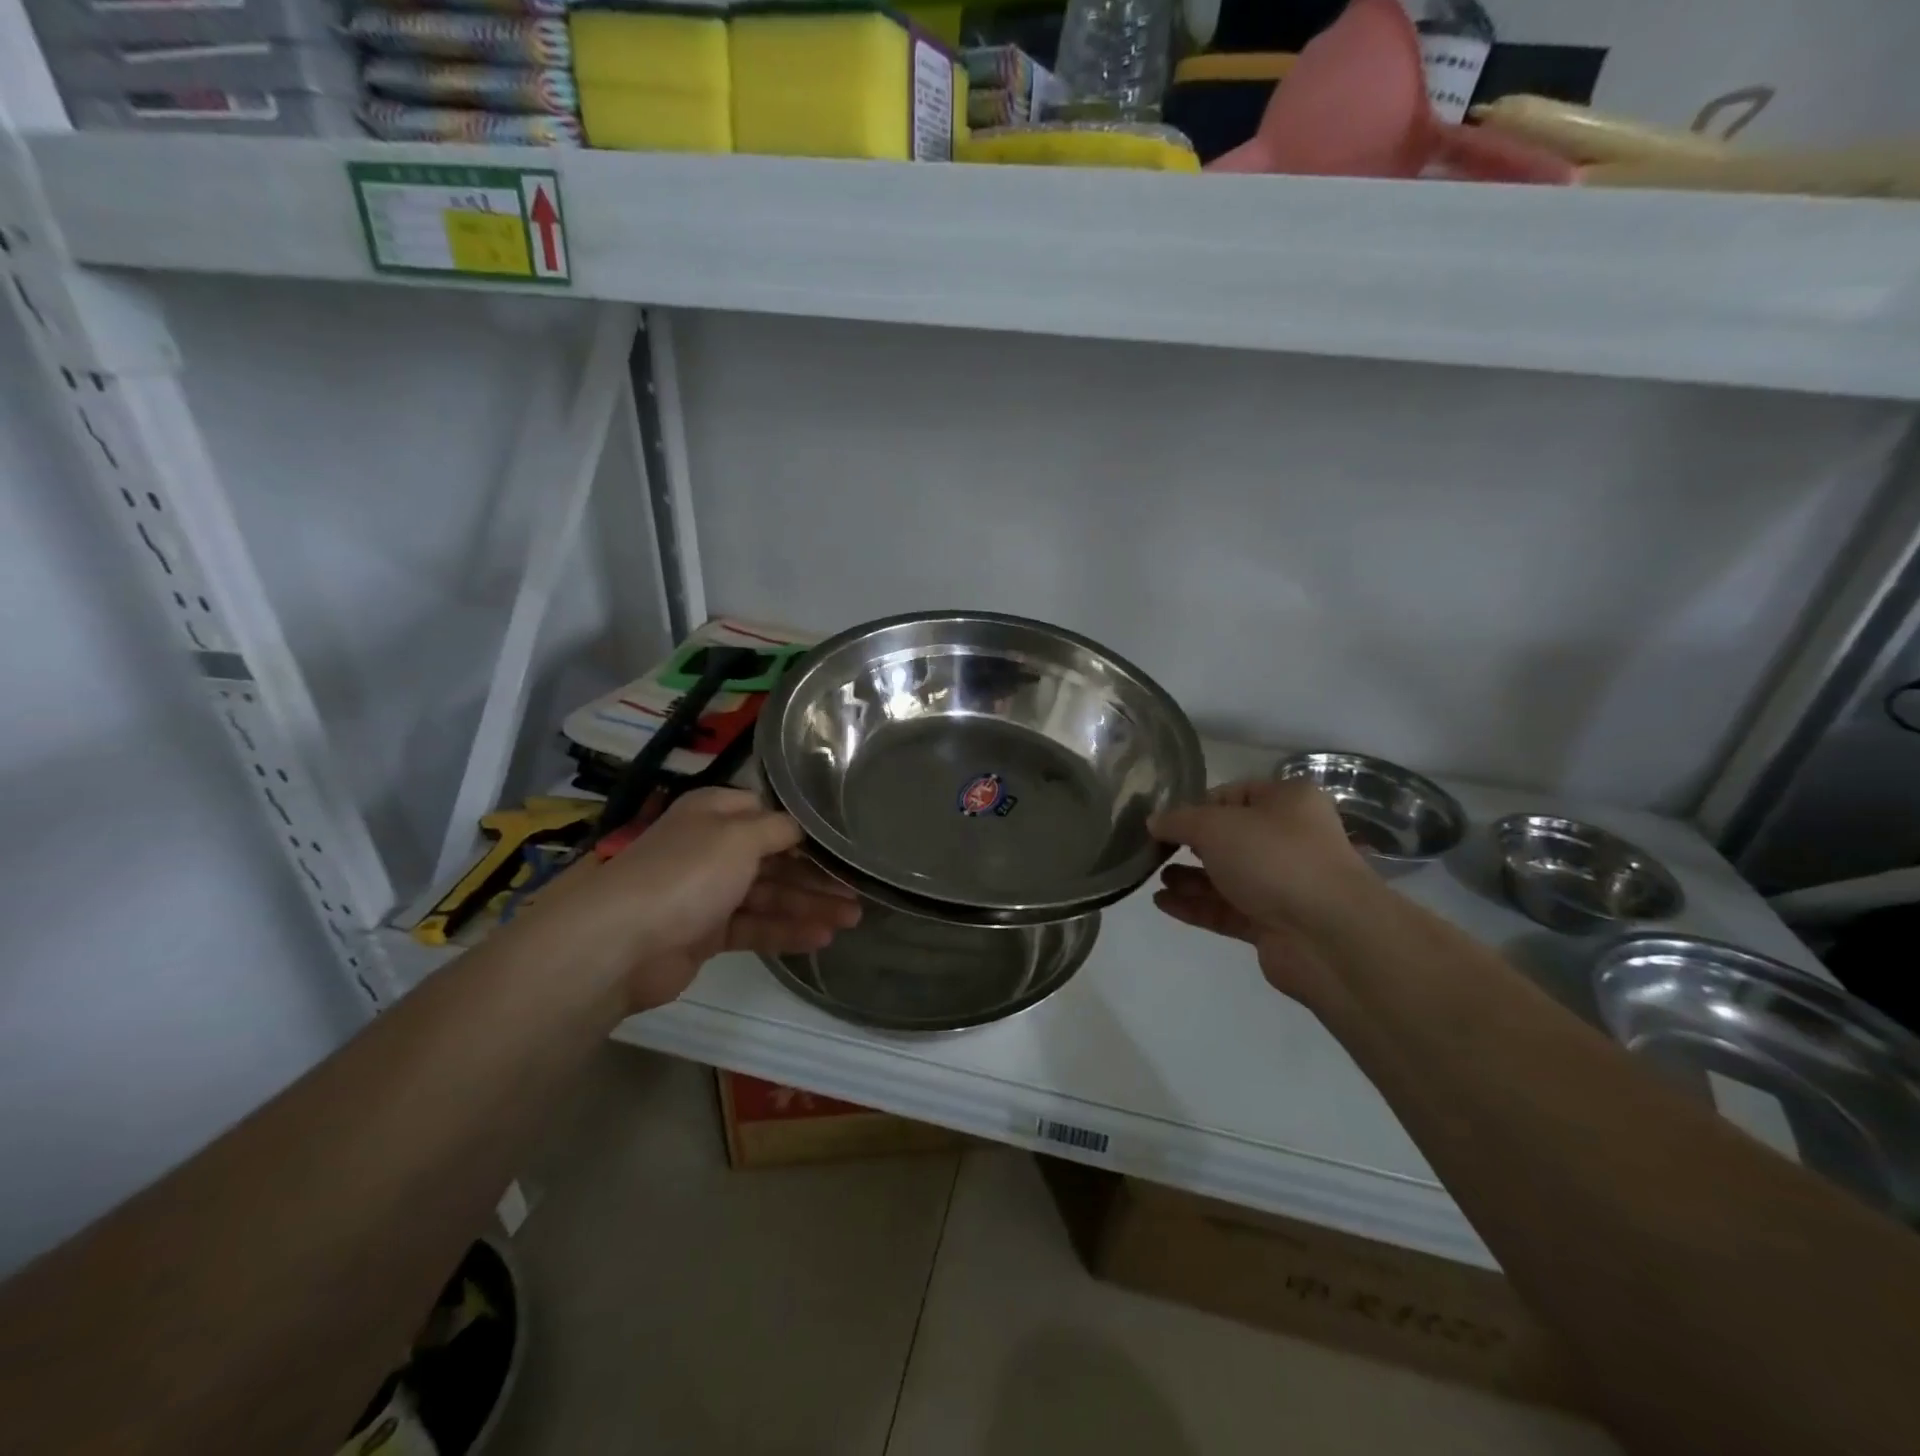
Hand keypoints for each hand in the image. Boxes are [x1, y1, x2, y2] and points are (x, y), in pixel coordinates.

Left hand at [527, 788, 861, 1012]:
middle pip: (775, 860)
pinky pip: (755, 928)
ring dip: (810, 906)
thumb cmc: (686, 873)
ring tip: (852, 920)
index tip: (844, 844)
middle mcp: (712, 848)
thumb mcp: (740, 835)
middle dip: (816, 876)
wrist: (622, 942)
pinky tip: (821, 938)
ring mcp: (708, 893)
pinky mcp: (706, 934)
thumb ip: (779, 829)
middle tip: (858, 892)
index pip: (769, 815)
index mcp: (715, 814)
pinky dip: (786, 931)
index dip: (806, 831)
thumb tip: (802, 827)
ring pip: (769, 896)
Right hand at [1149, 778, 1381, 1005]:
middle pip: (1229, 838)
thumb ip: (1179, 821)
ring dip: (1189, 877)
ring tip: (1153, 878)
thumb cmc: (1274, 858)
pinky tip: (1161, 903)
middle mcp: (1289, 839)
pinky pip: (1226, 910)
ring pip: (1226, 876)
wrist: (1328, 935)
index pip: (1233, 794)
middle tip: (1153, 850)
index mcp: (1287, 802)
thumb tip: (1154, 821)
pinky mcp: (1273, 924)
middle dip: (1190, 844)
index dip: (1196, 805)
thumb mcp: (1215, 825)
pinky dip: (1195, 905)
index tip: (1163, 820)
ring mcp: (1283, 885)